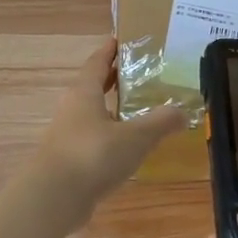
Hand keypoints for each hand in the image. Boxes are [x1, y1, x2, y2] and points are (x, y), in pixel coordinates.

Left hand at [31, 40, 183, 230]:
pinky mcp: (69, 162)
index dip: (110, 50)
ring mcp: (67, 137)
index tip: (122, 40)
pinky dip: (110, 138)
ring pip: (93, 116)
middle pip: (93, 87)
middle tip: (140, 74)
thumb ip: (161, 123)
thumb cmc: (94, 155)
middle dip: (114, 80)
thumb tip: (183, 111)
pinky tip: (128, 149)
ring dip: (113, 111)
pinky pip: (94, 141)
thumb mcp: (136, 137)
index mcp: (84, 93)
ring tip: (140, 112)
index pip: (97, 62)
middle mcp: (72, 110)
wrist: (54, 198)